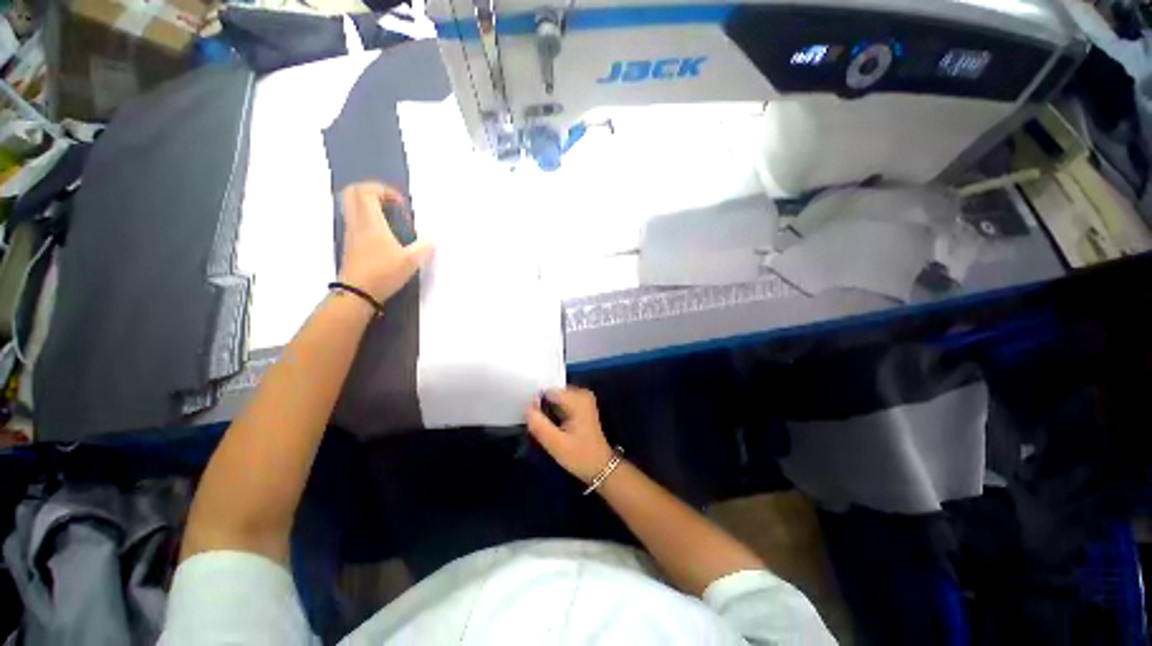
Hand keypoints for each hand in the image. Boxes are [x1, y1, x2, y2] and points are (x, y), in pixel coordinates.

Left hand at [337, 182, 433, 302]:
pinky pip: (354, 219)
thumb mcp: (411, 261)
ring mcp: (351, 233)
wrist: (357, 293)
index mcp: (370, 222)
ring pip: (351, 206)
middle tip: (390, 202)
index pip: (367, 191)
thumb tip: (434, 238)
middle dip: (372, 191)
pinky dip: (367, 217)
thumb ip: (425, 247)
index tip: (401, 205)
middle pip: (353, 192)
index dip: (385, 191)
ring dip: (369, 204)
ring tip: (389, 217)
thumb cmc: (383, 273)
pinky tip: (384, 233)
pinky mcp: (350, 244)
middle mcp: (357, 222)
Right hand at [526, 388, 614, 483]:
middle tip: (540, 427)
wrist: (601, 468)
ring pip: (554, 398)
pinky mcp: (581, 405)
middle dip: (542, 407)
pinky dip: (554, 413)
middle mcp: (581, 393)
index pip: (548, 391)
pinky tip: (554, 427)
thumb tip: (526, 406)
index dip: (537, 404)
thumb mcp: (556, 444)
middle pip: (551, 393)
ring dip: (547, 411)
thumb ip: (539, 424)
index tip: (533, 421)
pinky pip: (560, 403)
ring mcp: (582, 398)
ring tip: (547, 429)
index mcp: (578, 398)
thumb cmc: (580, 456)